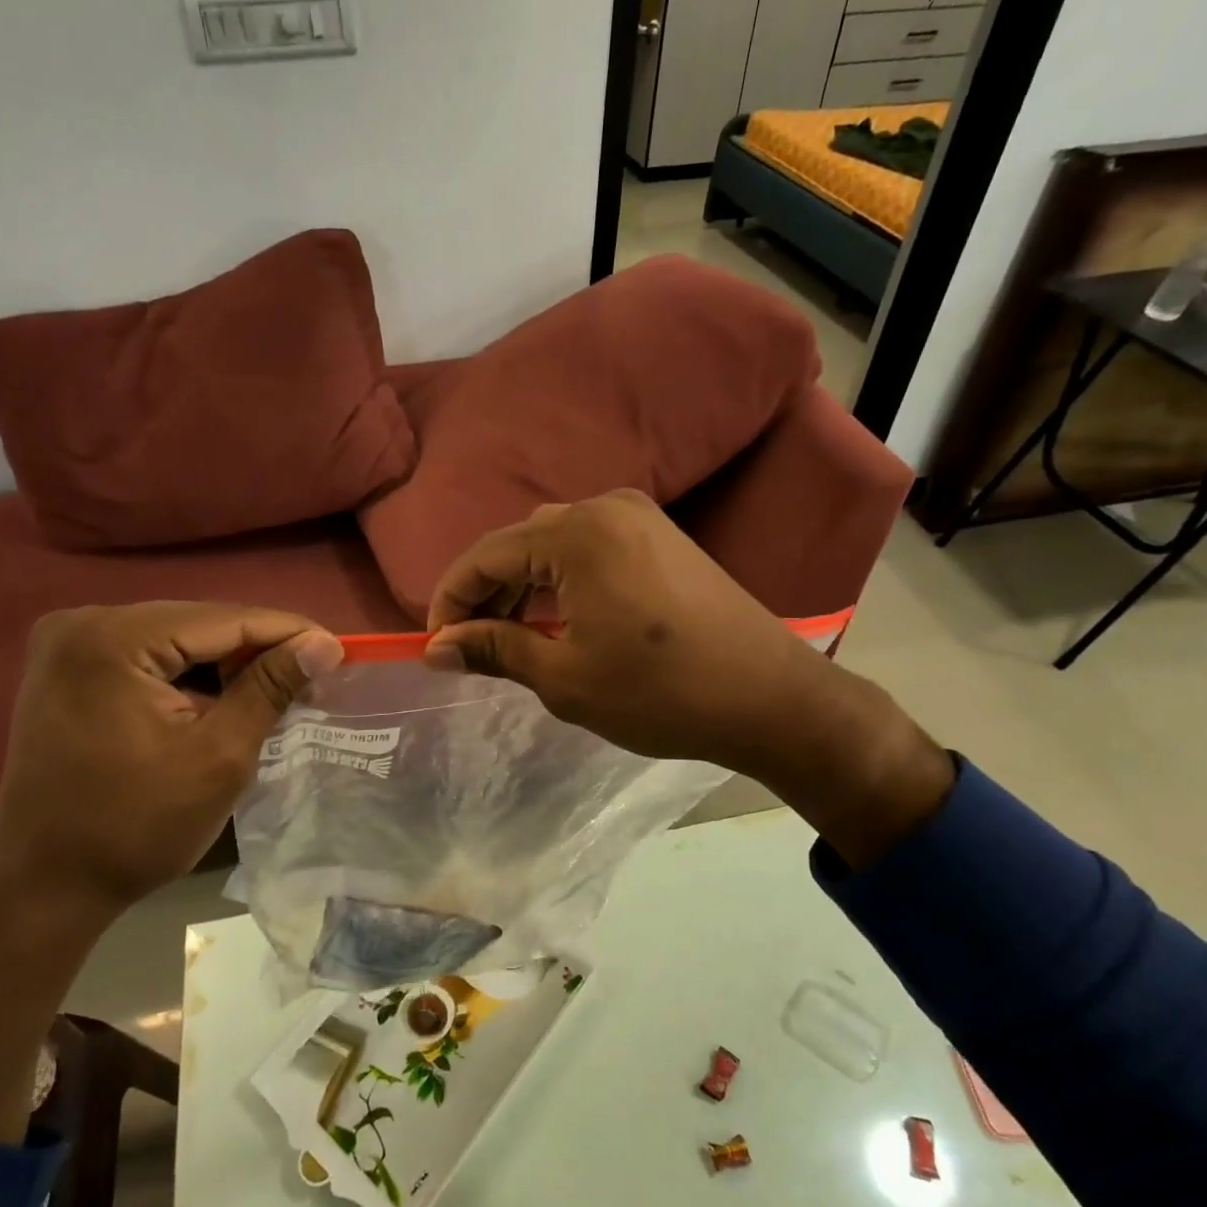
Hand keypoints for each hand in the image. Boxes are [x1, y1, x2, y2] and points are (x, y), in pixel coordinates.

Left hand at [0, 602, 343, 927]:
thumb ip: (271, 688)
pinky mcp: (66, 669)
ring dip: (226, 663)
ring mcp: (66, 644)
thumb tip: (324, 643)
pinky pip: (147, 657)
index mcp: (113, 639)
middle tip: (312, 675)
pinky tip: (224, 697)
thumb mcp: (219, 755)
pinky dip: (190, 675)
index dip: (287, 632)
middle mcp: (83, 623)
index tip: (339, 649)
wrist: (45, 889)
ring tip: (278, 689)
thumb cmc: (136, 828)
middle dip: (257, 649)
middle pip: (197, 623)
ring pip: (175, 638)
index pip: (223, 619)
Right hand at [425, 490, 814, 779]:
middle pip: (520, 543)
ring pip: (554, 544)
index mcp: (577, 533)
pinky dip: (560, 580)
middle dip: (486, 592)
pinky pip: (590, 548)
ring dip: (523, 585)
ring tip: (507, 635)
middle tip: (468, 643)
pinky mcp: (663, 537)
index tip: (434, 643)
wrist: (772, 699)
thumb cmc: (661, 693)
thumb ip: (495, 650)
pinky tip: (555, 618)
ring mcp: (640, 518)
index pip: (486, 555)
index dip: (451, 599)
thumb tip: (436, 647)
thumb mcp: (565, 678)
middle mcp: (606, 507)